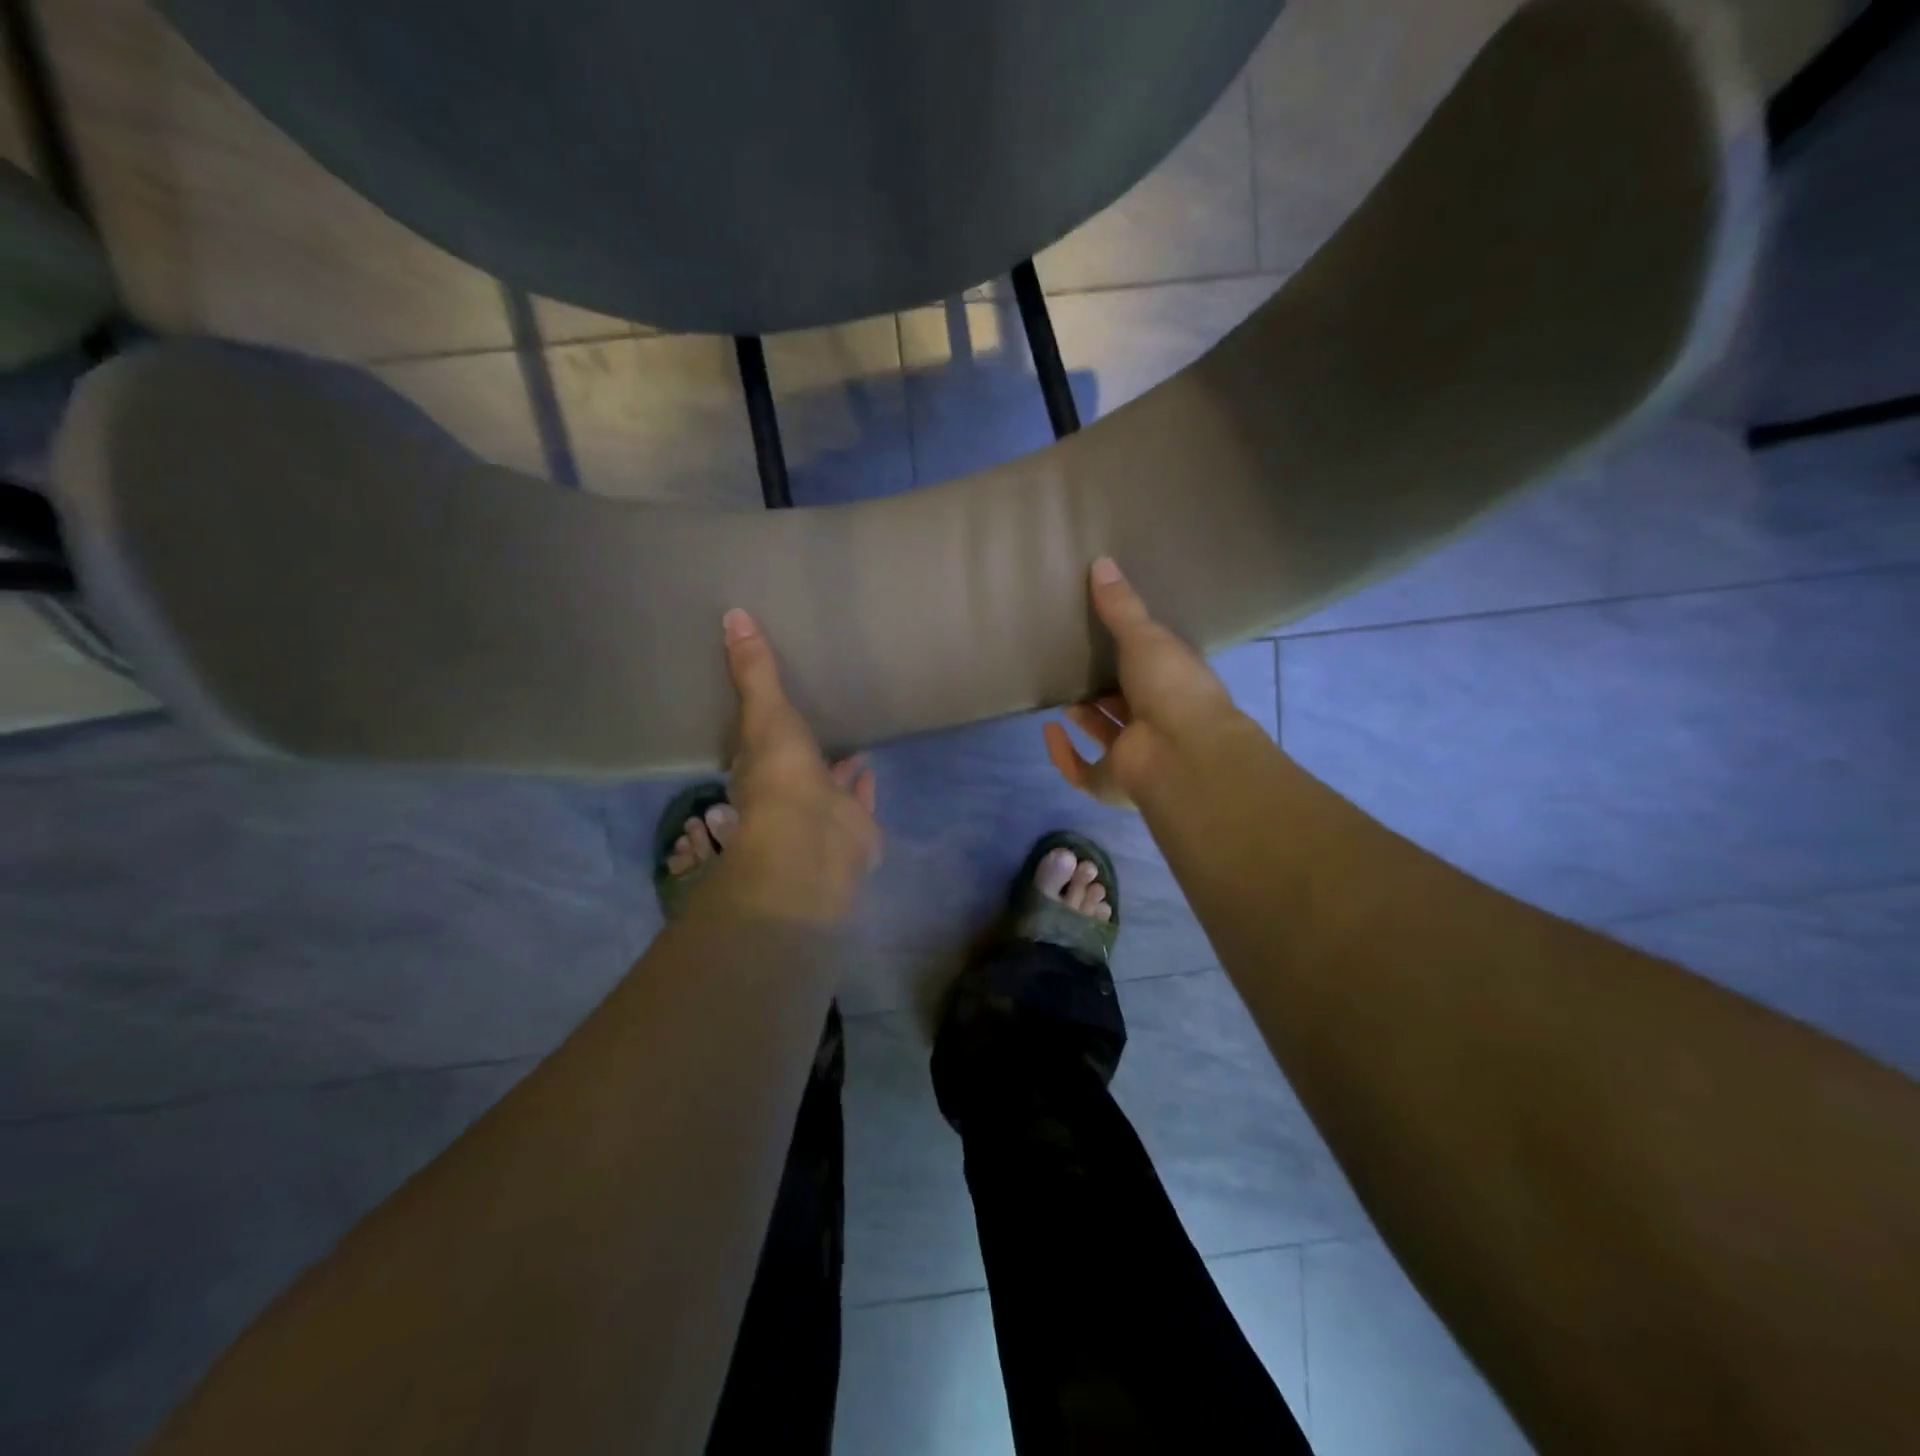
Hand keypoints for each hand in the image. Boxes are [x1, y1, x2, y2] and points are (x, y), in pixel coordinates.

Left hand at [712, 608, 881, 923]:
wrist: (813, 840)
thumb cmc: (780, 776)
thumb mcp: (764, 713)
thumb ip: (754, 670)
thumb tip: (732, 614)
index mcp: (758, 767)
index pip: (756, 742)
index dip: (761, 725)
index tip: (769, 703)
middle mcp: (787, 790)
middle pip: (793, 764)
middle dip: (801, 747)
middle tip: (812, 720)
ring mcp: (822, 810)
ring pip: (827, 783)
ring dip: (835, 767)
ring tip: (849, 740)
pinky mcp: (854, 825)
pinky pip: (860, 800)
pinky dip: (864, 786)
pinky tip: (871, 767)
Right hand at [1044, 557, 1259, 806]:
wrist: (1180, 751)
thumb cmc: (1171, 687)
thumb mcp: (1145, 636)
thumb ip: (1120, 606)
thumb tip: (1101, 561)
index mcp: (1174, 686)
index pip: (1151, 668)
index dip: (1131, 655)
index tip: (1106, 636)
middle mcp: (1156, 721)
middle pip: (1125, 702)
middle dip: (1102, 687)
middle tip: (1075, 663)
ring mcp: (1134, 755)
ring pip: (1104, 734)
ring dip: (1084, 716)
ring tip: (1060, 689)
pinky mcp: (1111, 782)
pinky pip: (1081, 771)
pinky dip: (1062, 754)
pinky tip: (1048, 730)